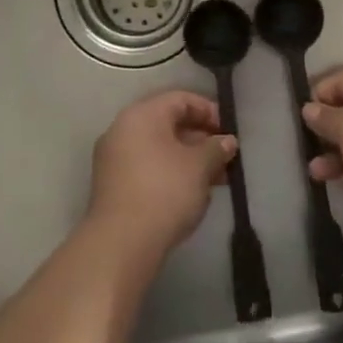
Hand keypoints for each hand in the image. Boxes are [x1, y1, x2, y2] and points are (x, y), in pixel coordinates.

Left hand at [87, 90, 235, 258]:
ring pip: (159, 148)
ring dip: (188, 158)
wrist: (122, 243)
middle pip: (168, 123)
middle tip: (225, 157)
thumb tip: (227, 141)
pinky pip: (147, 167)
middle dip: (201, 138)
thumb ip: (216, 148)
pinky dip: (170, 173)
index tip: (229, 132)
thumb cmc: (165, 192)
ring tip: (216, 179)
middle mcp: (123, 130)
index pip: (180, 99)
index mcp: (142, 115)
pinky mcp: (113, 185)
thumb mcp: (200, 166)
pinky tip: (192, 193)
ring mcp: (114, 158)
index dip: (209, 111)